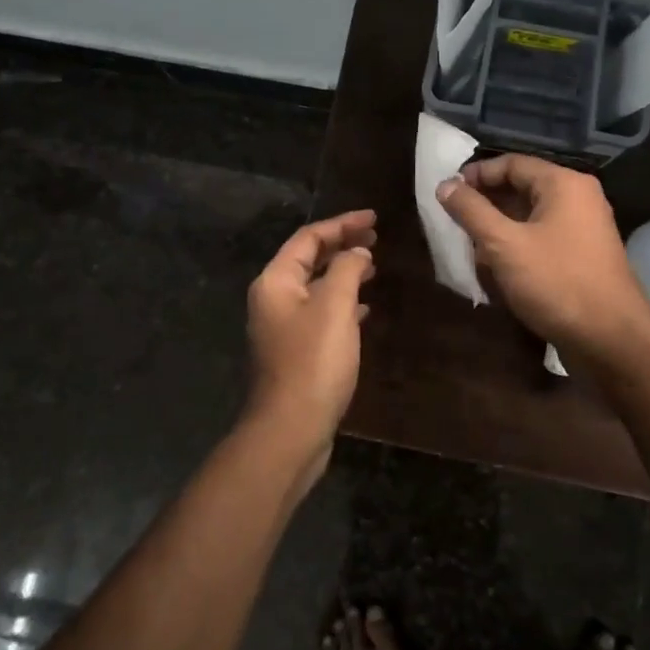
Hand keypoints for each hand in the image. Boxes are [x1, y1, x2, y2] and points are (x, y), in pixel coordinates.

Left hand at [243, 209, 376, 480]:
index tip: (374, 219)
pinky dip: (343, 304)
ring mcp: (283, 327)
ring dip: (343, 273)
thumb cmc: (313, 361)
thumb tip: (357, 252)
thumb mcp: (334, 306)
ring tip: (374, 267)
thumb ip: (347, 270)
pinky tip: (365, 310)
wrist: (291, 429)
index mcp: (276, 281)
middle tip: (376, 239)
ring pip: (316, 287)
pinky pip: (321, 314)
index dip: (342, 224)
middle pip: (309, 260)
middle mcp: (273, 299)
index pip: (309, 238)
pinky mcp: (295, 352)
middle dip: (342, 246)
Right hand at [436, 156, 649, 353]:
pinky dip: (517, 246)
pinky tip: (495, 268)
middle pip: (521, 187)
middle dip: (485, 204)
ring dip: (498, 228)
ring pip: (530, 216)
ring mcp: (583, 228)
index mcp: (563, 184)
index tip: (447, 192)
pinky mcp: (582, 256)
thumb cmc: (556, 282)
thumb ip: (471, 211)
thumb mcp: (504, 245)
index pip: (511, 163)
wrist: (611, 340)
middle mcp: (578, 198)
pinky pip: (542, 238)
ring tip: (469, 247)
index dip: (476, 174)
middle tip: (454, 221)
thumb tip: (445, 185)